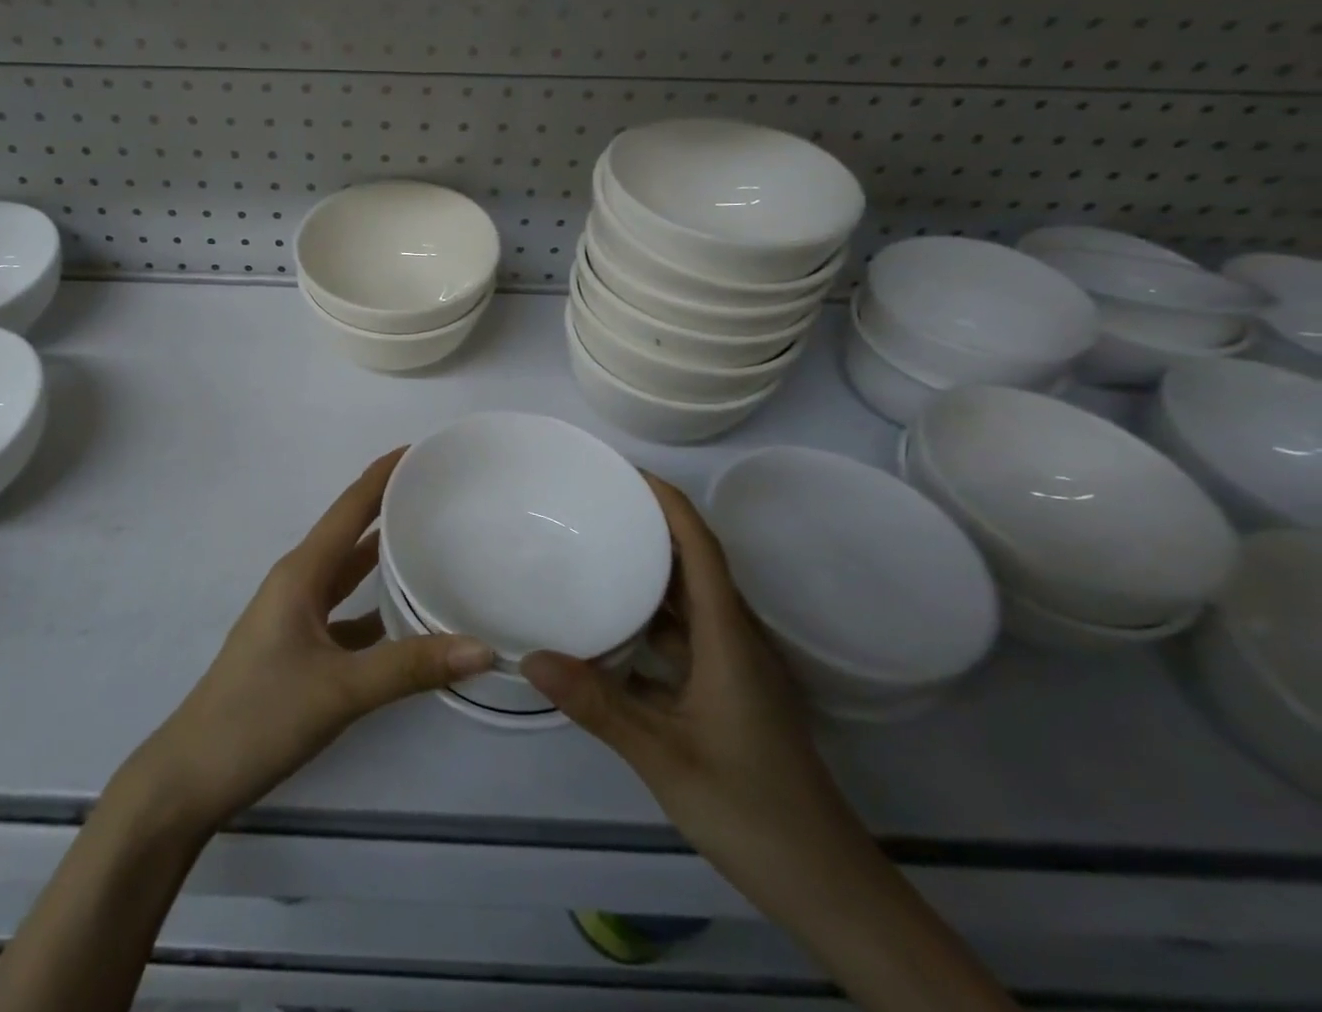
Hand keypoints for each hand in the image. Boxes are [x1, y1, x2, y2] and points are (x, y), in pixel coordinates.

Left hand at [115, 449, 494, 834]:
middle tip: (439, 492)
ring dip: (383, 556)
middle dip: (389, 508)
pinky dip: (375, 606)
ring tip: (432, 540)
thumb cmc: (260, 716)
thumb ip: (411, 666)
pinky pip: (345, 612)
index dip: (383, 475)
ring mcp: (296, 617)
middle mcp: (298, 583)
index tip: (421, 449)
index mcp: (301, 573)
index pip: (350, 508)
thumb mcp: (340, 690)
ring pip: (348, 574)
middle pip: (351, 533)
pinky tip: (407, 617)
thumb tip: (484, 649)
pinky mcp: (299, 648)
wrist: (192, 775)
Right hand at [521, 472, 878, 926]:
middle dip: (650, 524)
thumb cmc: (752, 810)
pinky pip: (685, 634)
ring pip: (689, 599)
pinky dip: (650, 617)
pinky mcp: (729, 691)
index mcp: (728, 636)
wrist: (827, 886)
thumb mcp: (665, 757)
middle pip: (694, 561)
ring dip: (649, 570)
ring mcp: (734, 666)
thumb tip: (529, 657)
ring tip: (595, 549)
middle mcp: (735, 637)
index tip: (623, 471)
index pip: (700, 547)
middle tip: (594, 504)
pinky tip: (611, 626)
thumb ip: (598, 706)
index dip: (667, 501)